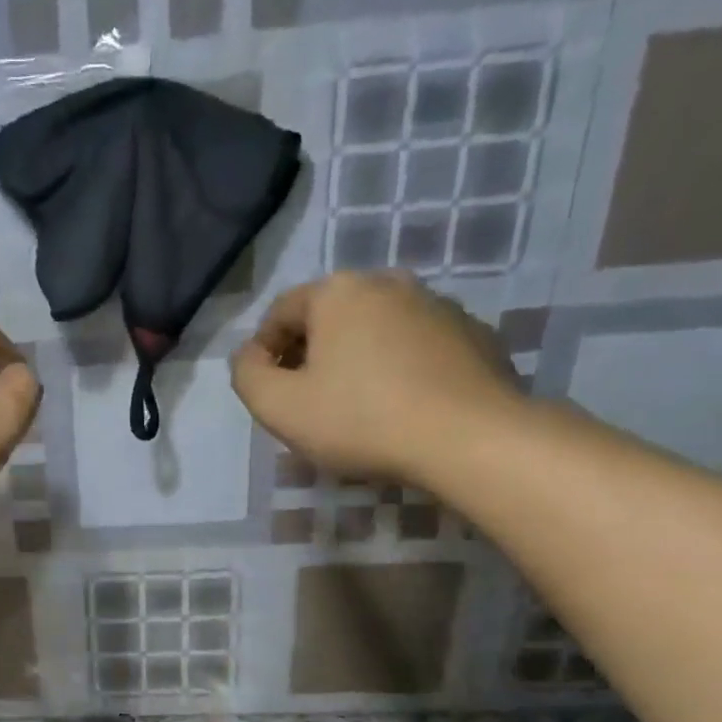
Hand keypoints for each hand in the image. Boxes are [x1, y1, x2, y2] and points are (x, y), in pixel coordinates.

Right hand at [231, 271, 521, 484]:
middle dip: (310, 355)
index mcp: (338, 292)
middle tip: (306, 402)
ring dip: (356, 360)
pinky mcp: (474, 335)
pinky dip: (399, 369)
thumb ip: (247, 375)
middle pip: (330, 318)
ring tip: (355, 408)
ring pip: (375, 331)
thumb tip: (249, 356)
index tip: (266, 392)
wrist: (470, 438)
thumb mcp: (278, 406)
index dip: (263, 352)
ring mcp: (439, 306)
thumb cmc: (360, 419)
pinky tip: (400, 407)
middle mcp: (389, 283)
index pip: (281, 312)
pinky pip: (417, 348)